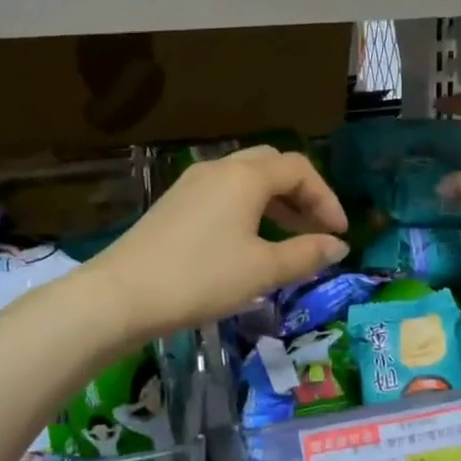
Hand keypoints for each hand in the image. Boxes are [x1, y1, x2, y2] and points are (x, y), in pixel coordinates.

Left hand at [91, 146, 349, 343]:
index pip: (300, 169)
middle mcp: (219, 169)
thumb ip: (306, 254)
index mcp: (245, 176)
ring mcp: (192, 183)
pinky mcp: (174, 202)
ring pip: (246, 179)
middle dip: (301, 194)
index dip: (326, 198)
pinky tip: (249, 241)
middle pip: (272, 165)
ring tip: (289, 238)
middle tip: (316, 229)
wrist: (121, 295)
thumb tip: (338, 246)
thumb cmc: (200, 278)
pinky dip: (248, 208)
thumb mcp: (262, 270)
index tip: (339, 233)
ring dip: (275, 201)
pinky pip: (223, 193)